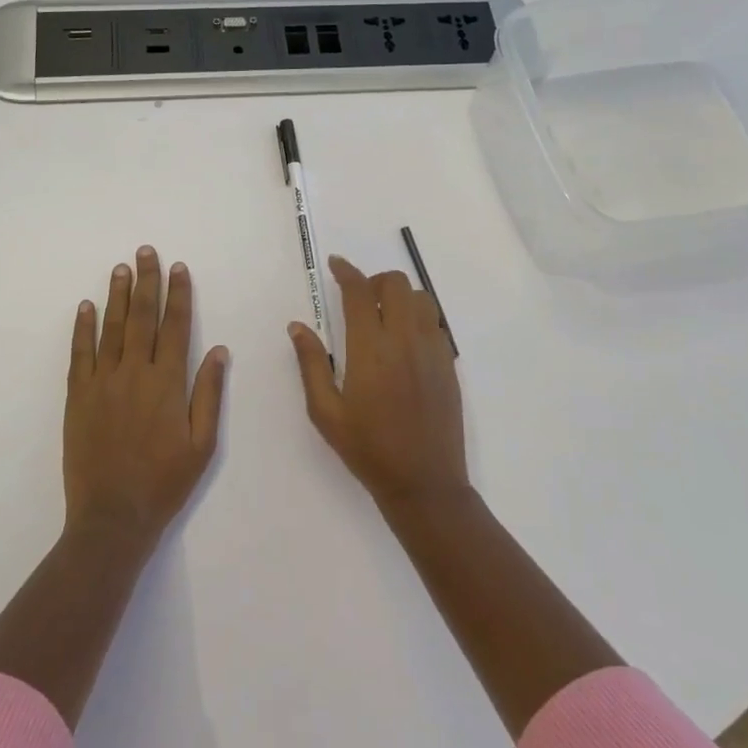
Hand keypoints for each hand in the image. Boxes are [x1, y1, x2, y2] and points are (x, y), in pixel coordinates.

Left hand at [65, 246, 228, 543]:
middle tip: (146, 252)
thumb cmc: (164, 482)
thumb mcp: (202, 444)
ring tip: (120, 268)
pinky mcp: (78, 396)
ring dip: (117, 295)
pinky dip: (83, 328)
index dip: (178, 295)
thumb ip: (209, 393)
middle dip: (146, 282)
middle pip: (142, 317)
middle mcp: (135, 373)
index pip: (175, 326)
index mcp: (168, 383)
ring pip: (111, 328)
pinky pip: (80, 353)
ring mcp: (102, 382)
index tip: (178, 268)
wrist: (112, 516)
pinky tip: (86, 307)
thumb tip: (218, 349)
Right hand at [289, 255, 468, 509]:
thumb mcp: (326, 412)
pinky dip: (417, 317)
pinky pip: (435, 322)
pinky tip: (403, 342)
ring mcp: (432, 350)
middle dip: (374, 281)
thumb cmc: (367, 449)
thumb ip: (311, 363)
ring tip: (383, 318)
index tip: (336, 264)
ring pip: (421, 298)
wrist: (424, 482)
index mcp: (370, 350)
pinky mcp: (449, 364)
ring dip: (399, 296)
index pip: (359, 292)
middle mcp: (405, 340)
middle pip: (396, 283)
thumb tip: (298, 326)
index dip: (346, 271)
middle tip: (358, 299)